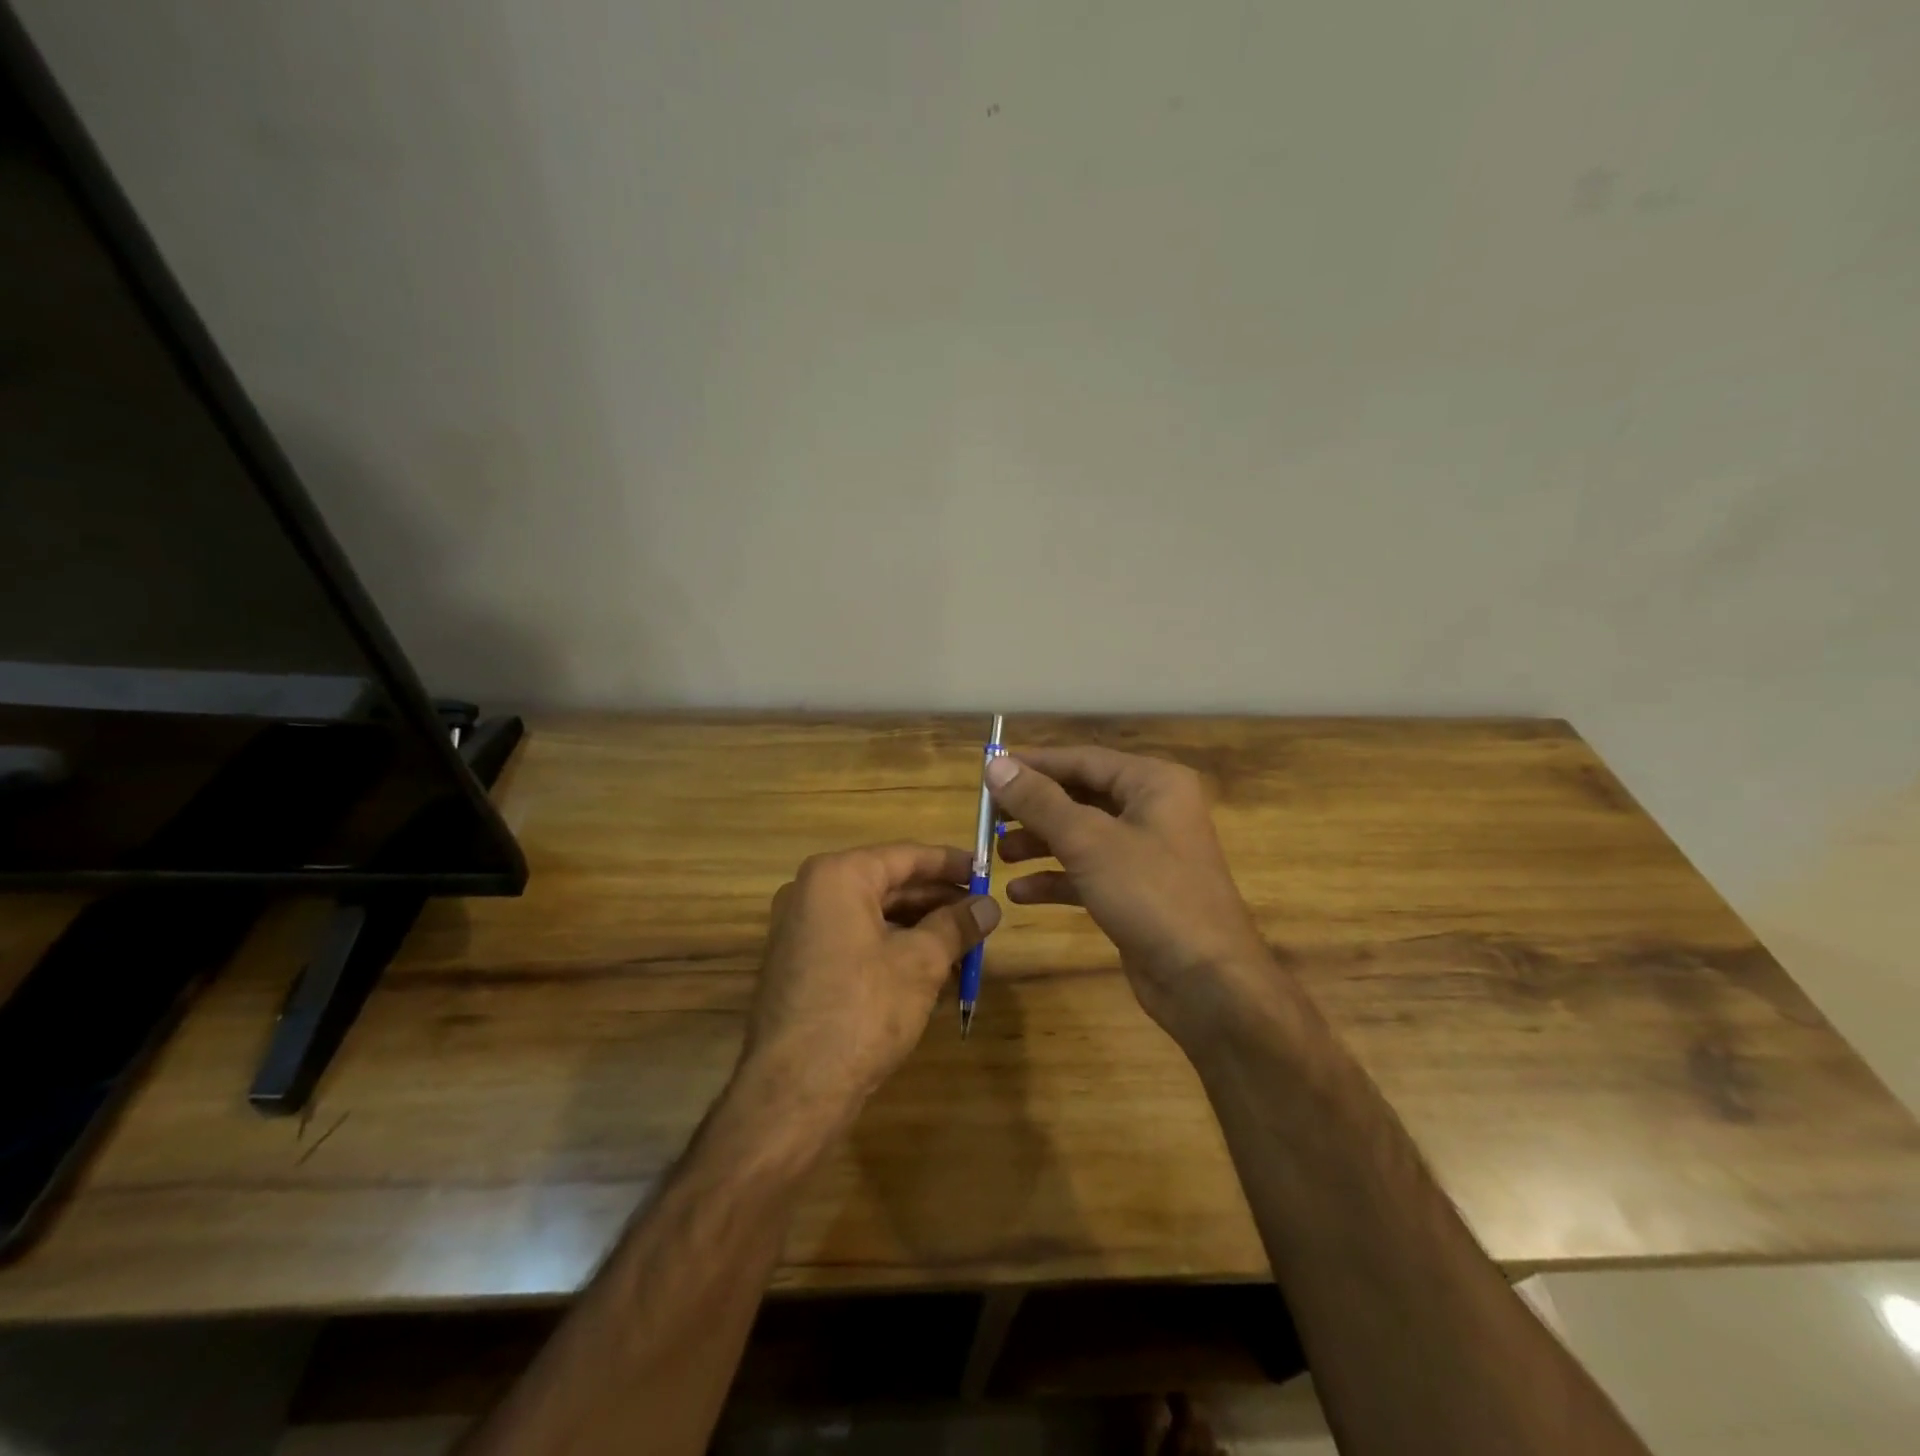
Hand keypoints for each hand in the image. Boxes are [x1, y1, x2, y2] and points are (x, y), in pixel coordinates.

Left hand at [742, 842, 999, 1119]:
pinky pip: (858, 941)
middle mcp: (812, 892)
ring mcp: (802, 930)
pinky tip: (933, 971)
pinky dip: (895, 949)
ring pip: (875, 916)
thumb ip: (957, 925)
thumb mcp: (921, 963)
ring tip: (967, 947)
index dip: (952, 864)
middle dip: (939, 901)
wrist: (795, 1090)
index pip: (906, 856)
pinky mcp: (802, 964)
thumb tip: (990, 905)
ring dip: (921, 929)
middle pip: (890, 884)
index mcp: (837, 876)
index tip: (987, 872)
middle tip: (983, 915)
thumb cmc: (863, 1010)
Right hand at [985, 747, 1270, 1047]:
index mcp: (1153, 783)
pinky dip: (1056, 879)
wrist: (1206, 982)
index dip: (1034, 764)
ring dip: (1040, 844)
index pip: (1082, 759)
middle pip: (1080, 796)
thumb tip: (995, 764)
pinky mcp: (1136, 892)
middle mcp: (1152, 810)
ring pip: (1081, 836)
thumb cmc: (1151, 894)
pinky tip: (1020, 893)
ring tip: (999, 854)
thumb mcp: (1088, 841)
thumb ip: (1039, 801)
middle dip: (1033, 808)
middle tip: (988, 817)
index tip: (988, 770)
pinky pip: (1088, 873)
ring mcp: (1146, 853)